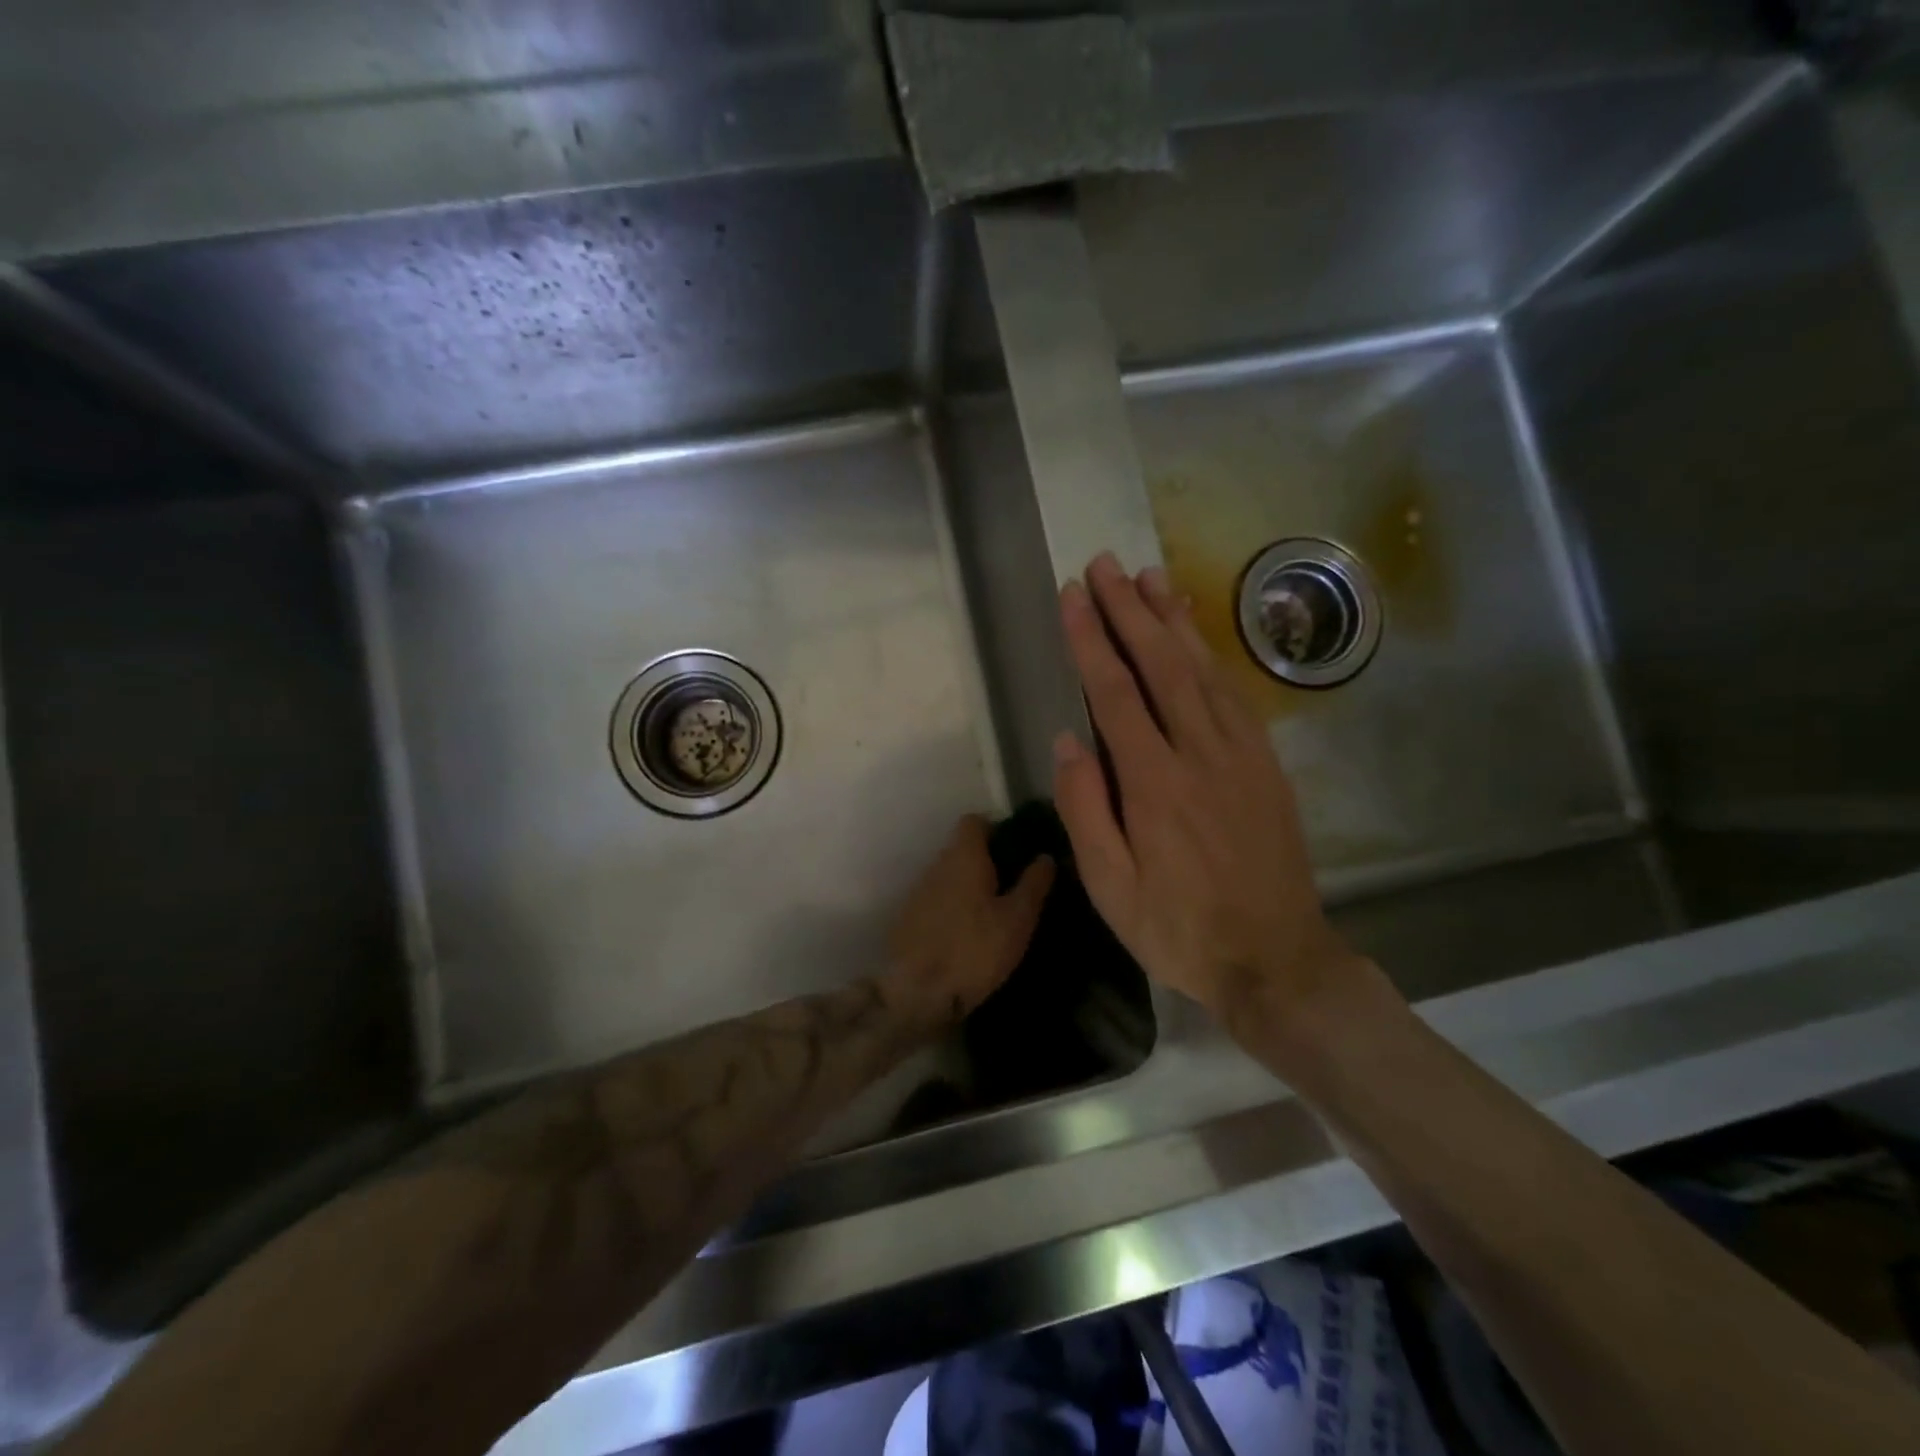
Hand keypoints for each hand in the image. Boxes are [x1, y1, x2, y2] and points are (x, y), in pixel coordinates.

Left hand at [882, 815, 1054, 1030]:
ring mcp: (918, 892)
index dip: (997, 830)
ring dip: (970, 887)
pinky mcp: (908, 919)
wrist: (917, 995)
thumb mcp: (1017, 919)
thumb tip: (1045, 856)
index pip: (975, 821)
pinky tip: (969, 935)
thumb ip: (1033, 884)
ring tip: (995, 914)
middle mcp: (936, 865)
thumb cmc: (975, 950)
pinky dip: (954, 908)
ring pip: (950, 876)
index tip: (1018, 852)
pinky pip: (937, 900)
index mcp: (963, 856)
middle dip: (987, 862)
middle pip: (962, 849)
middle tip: (1015, 888)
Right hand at [1052, 553, 1373, 1036]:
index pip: (1115, 692)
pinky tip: (1195, 633)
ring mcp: (1241, 754)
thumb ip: (1085, 809)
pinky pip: (1234, 693)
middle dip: (1129, 609)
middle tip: (1104, 564)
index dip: (1092, 638)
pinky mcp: (1266, 763)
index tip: (1073, 595)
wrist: (1276, 958)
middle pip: (1160, 664)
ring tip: (1148, 575)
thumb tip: (1068, 739)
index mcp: (1154, 784)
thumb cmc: (1179, 929)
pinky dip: (1211, 653)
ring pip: (1202, 669)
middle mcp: (1199, 753)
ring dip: (1173, 618)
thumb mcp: (1111, 889)